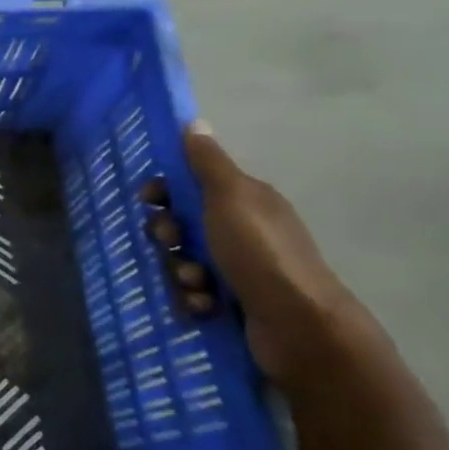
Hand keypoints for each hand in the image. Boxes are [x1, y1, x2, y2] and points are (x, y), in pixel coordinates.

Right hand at [164, 123, 374, 388]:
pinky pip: (192, 293)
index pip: (190, 185)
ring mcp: (238, 270)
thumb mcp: (231, 197)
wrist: (299, 327)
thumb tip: (194, 122)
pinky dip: (192, 299)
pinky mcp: (232, 303)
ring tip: (196, 284)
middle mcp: (241, 232)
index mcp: (244, 202)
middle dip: (168, 236)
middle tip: (172, 243)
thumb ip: (207, 162)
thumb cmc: (260, 253)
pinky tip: (203, 306)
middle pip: (181, 224)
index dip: (165, 190)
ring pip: (183, 261)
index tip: (149, 199)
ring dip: (179, 271)